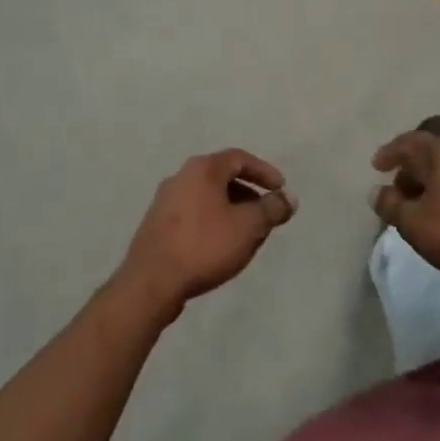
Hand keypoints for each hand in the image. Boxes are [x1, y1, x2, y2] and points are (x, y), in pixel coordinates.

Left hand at [116, 149, 296, 321]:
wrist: (151, 282)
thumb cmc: (204, 246)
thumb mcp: (248, 227)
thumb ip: (271, 209)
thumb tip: (288, 198)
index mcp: (202, 169)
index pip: (239, 158)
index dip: (264, 172)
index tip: (281, 190)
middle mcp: (181, 176)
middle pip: (222, 177)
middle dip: (248, 194)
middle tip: (265, 215)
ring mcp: (165, 200)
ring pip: (207, 197)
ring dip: (231, 210)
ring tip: (247, 234)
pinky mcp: (157, 224)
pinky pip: (193, 213)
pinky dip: (212, 221)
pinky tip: (220, 246)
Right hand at [372, 131, 439, 283]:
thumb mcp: (415, 224)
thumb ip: (390, 206)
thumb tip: (377, 192)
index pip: (409, 142)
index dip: (390, 152)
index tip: (377, 166)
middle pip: (431, 155)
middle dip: (410, 173)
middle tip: (397, 194)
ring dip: (432, 184)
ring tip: (422, 208)